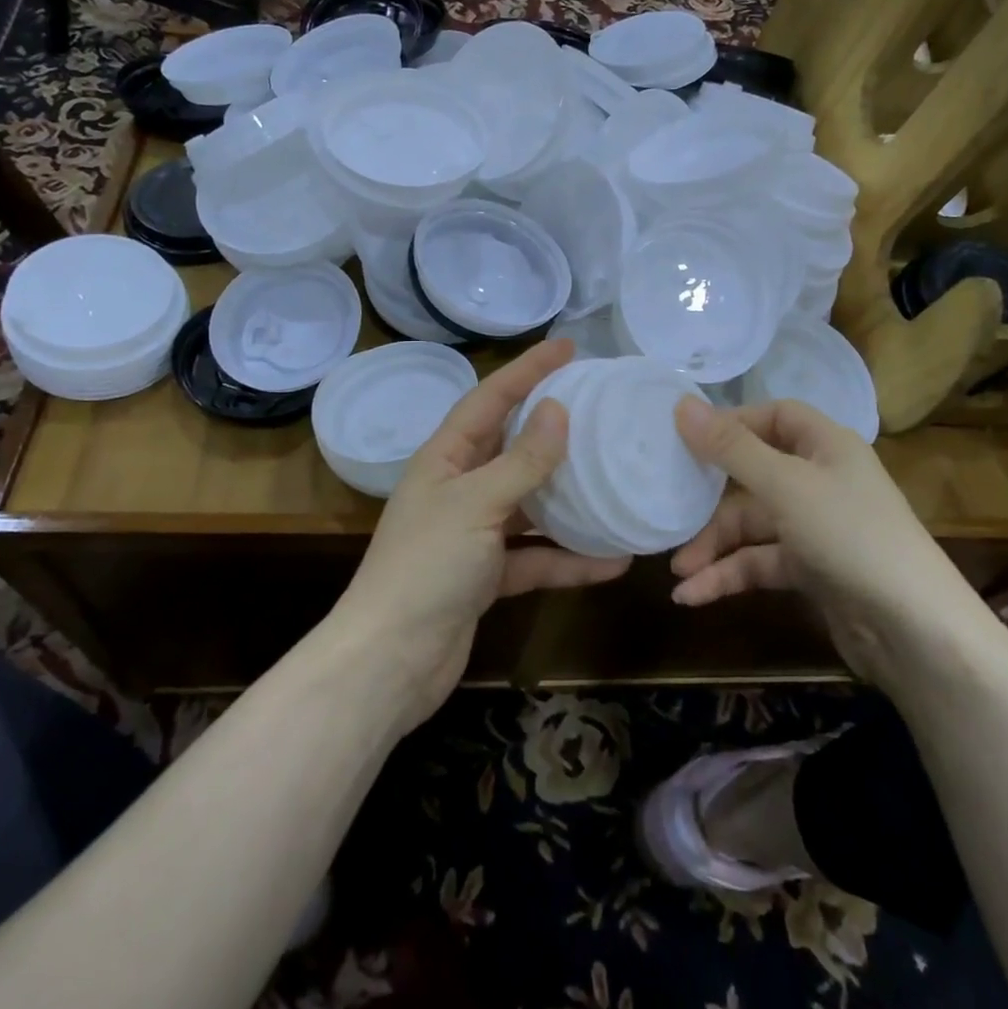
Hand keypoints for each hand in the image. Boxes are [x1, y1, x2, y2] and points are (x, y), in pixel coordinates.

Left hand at [339, 339, 630, 726]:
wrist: (391, 661)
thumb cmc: (426, 567)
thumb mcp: (476, 504)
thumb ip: (521, 461)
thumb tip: (558, 411)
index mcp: (444, 458)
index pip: (489, 399)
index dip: (527, 370)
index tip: (568, 347)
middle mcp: (458, 488)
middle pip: (512, 448)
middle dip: (553, 430)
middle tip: (601, 409)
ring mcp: (474, 534)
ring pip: (530, 504)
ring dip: (570, 498)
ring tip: (616, 481)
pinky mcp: (488, 576)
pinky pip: (536, 557)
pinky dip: (569, 559)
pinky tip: (613, 561)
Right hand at [670, 398, 997, 684]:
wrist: (917, 633)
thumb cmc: (851, 536)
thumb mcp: (785, 486)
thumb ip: (730, 448)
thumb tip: (680, 404)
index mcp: (826, 446)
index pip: (774, 416)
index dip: (732, 423)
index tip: (686, 438)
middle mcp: (821, 480)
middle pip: (753, 474)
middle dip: (709, 500)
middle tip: (669, 510)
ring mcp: (816, 527)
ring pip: (752, 525)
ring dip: (713, 547)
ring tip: (678, 573)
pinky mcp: (811, 570)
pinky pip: (760, 562)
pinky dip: (728, 576)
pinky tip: (694, 596)